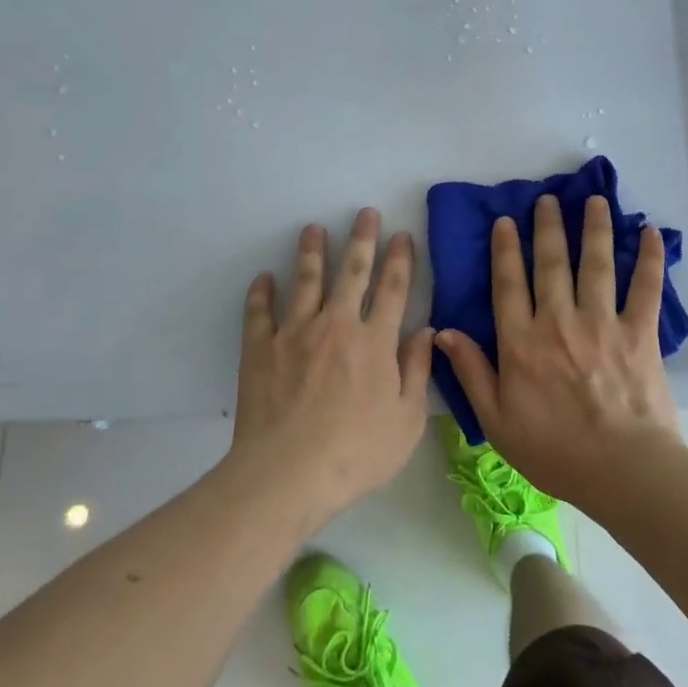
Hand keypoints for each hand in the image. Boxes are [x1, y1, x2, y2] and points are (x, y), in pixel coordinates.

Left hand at [230, 208, 433, 526]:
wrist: (289, 473)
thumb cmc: (356, 453)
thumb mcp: (406, 421)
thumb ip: (418, 371)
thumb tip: (427, 332)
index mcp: (375, 342)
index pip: (393, 289)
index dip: (399, 259)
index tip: (402, 235)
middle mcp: (336, 325)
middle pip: (352, 272)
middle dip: (361, 239)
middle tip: (365, 213)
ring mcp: (295, 333)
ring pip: (306, 280)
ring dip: (311, 251)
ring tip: (313, 228)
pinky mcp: (261, 348)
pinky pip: (259, 312)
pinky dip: (261, 292)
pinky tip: (264, 278)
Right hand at [435, 193, 682, 506]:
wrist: (621, 470)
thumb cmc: (554, 450)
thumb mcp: (496, 420)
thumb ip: (470, 372)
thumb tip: (442, 332)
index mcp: (521, 341)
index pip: (508, 284)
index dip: (505, 250)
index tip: (506, 221)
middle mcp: (558, 321)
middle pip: (551, 263)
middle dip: (548, 227)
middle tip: (548, 199)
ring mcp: (601, 323)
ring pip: (596, 264)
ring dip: (595, 228)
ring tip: (595, 200)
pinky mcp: (639, 333)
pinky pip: (645, 288)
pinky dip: (651, 259)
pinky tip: (653, 233)